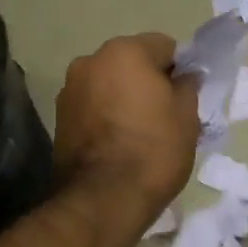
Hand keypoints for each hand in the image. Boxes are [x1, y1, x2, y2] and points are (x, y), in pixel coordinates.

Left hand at [53, 33, 199, 220]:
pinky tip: (117, 142)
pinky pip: (92, 105)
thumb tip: (185, 75)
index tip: (185, 97)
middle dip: (148, 81)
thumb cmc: (153, 150)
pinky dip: (105, 115)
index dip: (179, 69)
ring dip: (123, 97)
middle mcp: (91, 60)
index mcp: (124, 51)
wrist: (103, 199)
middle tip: (164, 115)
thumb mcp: (187, 116)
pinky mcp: (59, 117)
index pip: (164, 46)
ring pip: (109, 83)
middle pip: (131, 62)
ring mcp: (70, 88)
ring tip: (138, 132)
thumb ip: (188, 86)